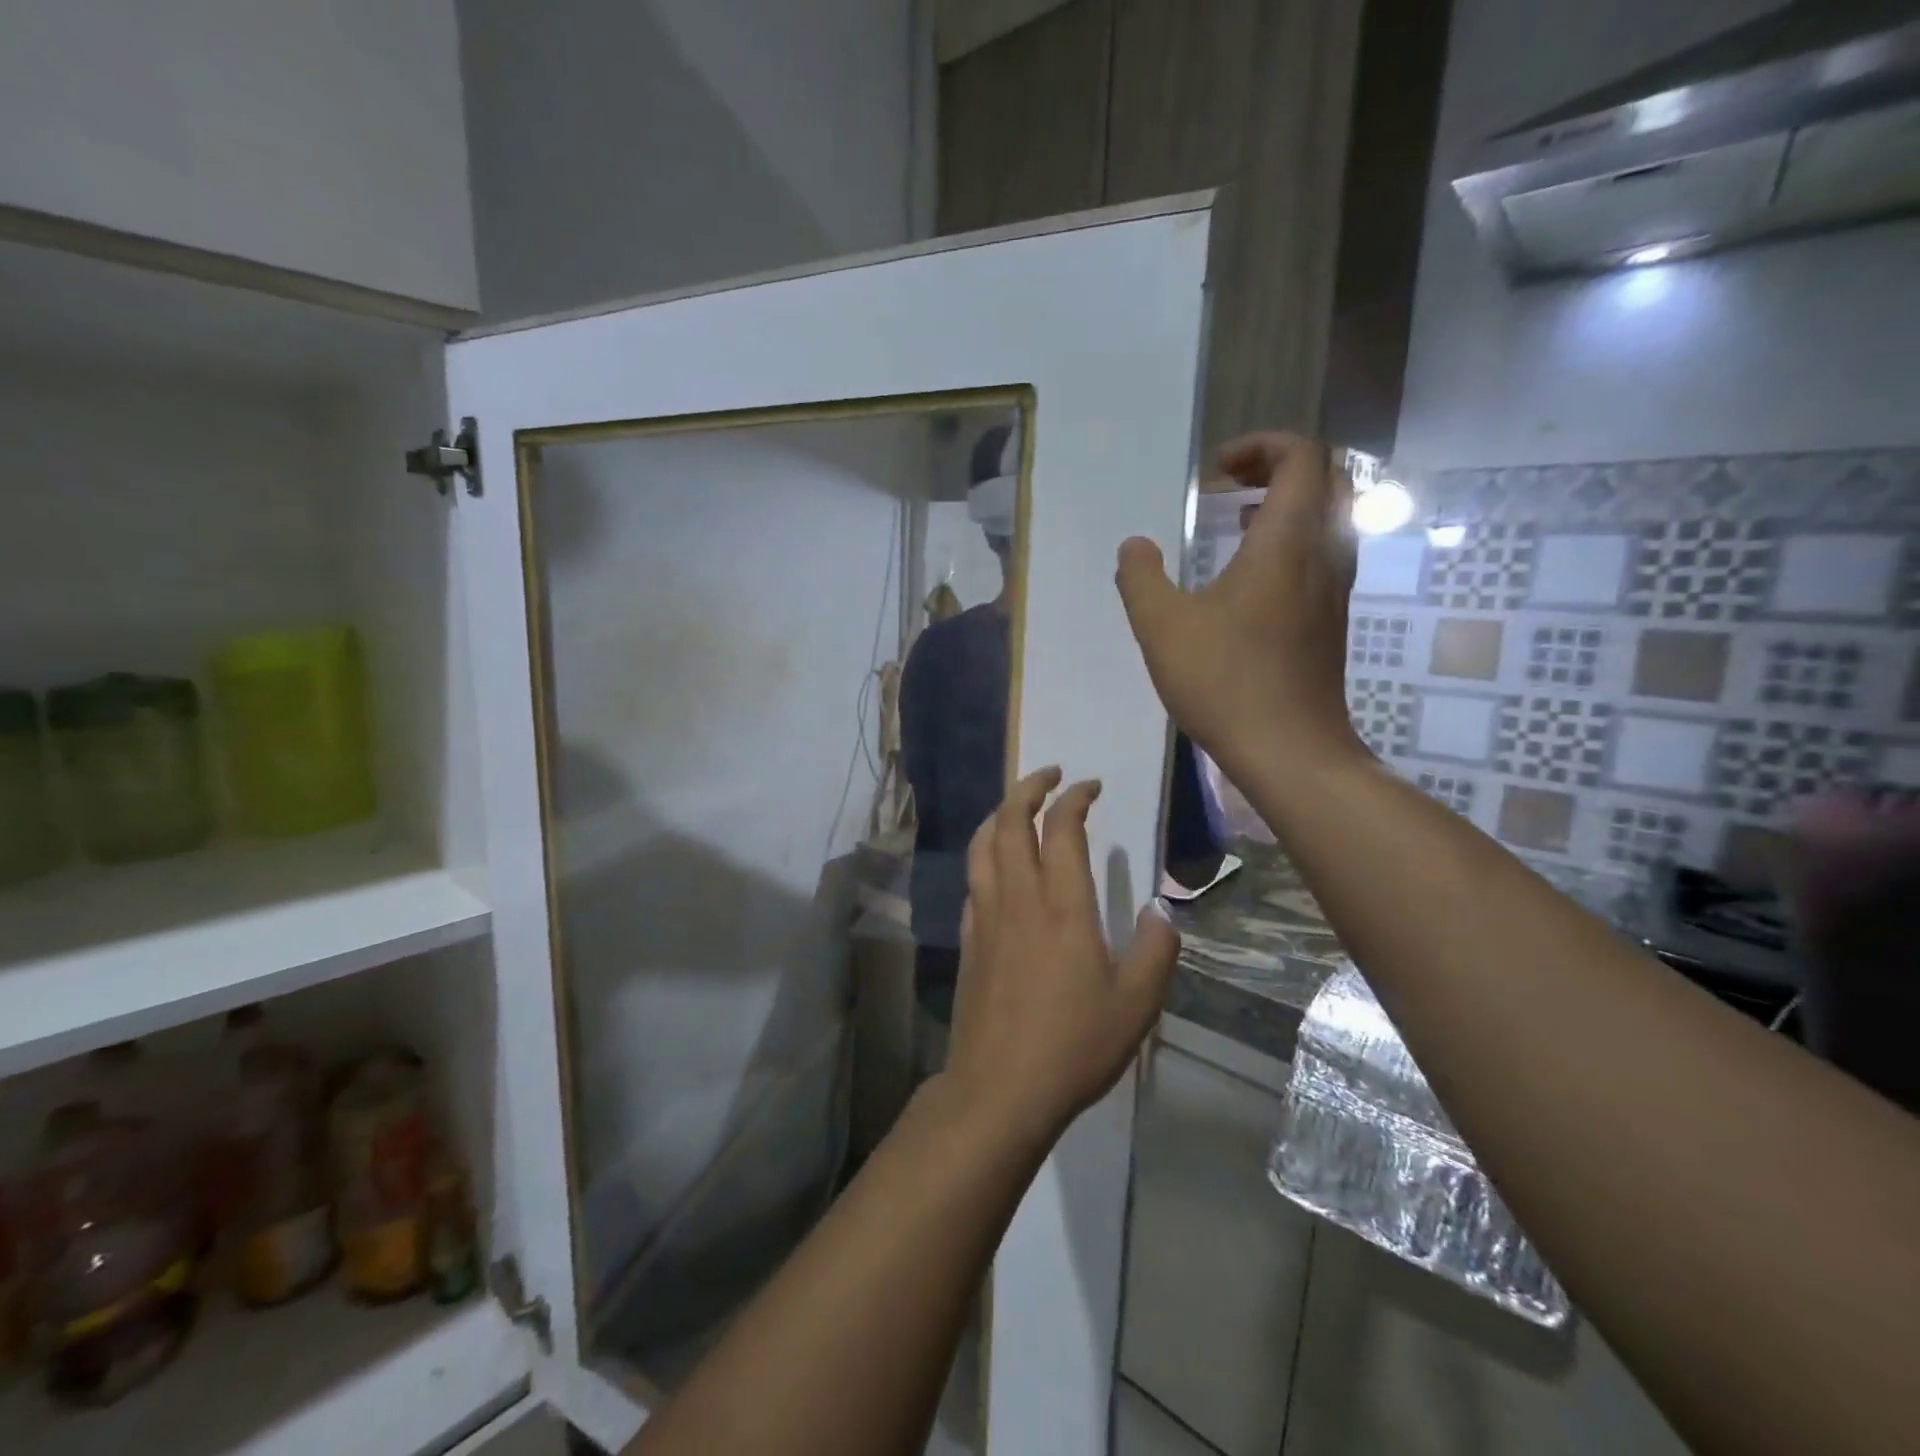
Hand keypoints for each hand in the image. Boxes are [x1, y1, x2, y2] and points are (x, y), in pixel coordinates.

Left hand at [943, 768, 1181, 1144]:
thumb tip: (1160, 909)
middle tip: (1050, 775)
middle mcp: (1018, 898)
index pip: (1062, 828)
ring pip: (982, 844)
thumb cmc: (1074, 1045)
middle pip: (1010, 821)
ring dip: (999, 814)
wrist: (1000, 1087)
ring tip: (1018, 807)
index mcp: (1062, 906)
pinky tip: (997, 866)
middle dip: (1028, 787)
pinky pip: (972, 879)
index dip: (1075, 798)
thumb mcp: (1137, 1004)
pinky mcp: (967, 938)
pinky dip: (985, 855)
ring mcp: (985, 916)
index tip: (1090, 786)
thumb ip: (1155, 949)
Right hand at [1115, 433, 1365, 779]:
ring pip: (1329, 519)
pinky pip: (1322, 555)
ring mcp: (1333, 590)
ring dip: (1287, 506)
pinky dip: (1291, 543)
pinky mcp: (1330, 621)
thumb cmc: (1225, 680)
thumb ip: (1141, 578)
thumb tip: (1134, 546)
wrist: (1290, 749)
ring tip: (1236, 523)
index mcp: (1287, 540)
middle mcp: (1323, 554)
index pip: (1302, 456)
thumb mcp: (1162, 626)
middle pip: (1326, 479)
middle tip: (1231, 485)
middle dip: (1279, 468)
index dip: (1262, 446)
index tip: (1217, 471)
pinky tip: (1248, 579)